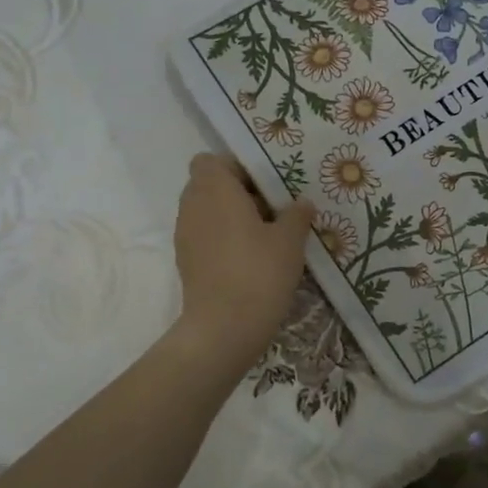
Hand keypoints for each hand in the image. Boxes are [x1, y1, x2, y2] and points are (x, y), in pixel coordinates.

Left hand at [172, 154, 314, 369]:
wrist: (224, 328)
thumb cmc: (259, 272)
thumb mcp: (290, 240)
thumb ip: (297, 215)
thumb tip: (302, 204)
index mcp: (215, 189)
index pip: (212, 160)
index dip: (238, 167)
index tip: (267, 185)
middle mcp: (193, 205)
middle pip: (210, 185)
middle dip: (238, 192)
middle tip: (272, 209)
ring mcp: (185, 234)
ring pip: (207, 211)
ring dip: (231, 216)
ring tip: (265, 235)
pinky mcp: (186, 261)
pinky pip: (205, 236)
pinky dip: (223, 239)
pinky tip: (251, 258)